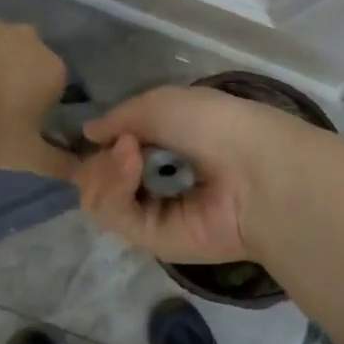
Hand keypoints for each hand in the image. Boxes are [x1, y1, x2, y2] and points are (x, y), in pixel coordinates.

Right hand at [73, 86, 311, 263]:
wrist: (254, 170)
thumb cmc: (214, 124)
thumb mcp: (161, 102)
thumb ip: (120, 117)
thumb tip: (90, 133)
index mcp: (167, 145)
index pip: (117, 150)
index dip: (105, 142)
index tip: (103, 133)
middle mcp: (159, 180)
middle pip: (102, 176)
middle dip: (101, 158)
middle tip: (123, 145)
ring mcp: (155, 212)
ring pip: (100, 196)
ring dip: (104, 170)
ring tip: (129, 154)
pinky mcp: (152, 240)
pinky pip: (113, 214)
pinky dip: (113, 187)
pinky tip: (131, 165)